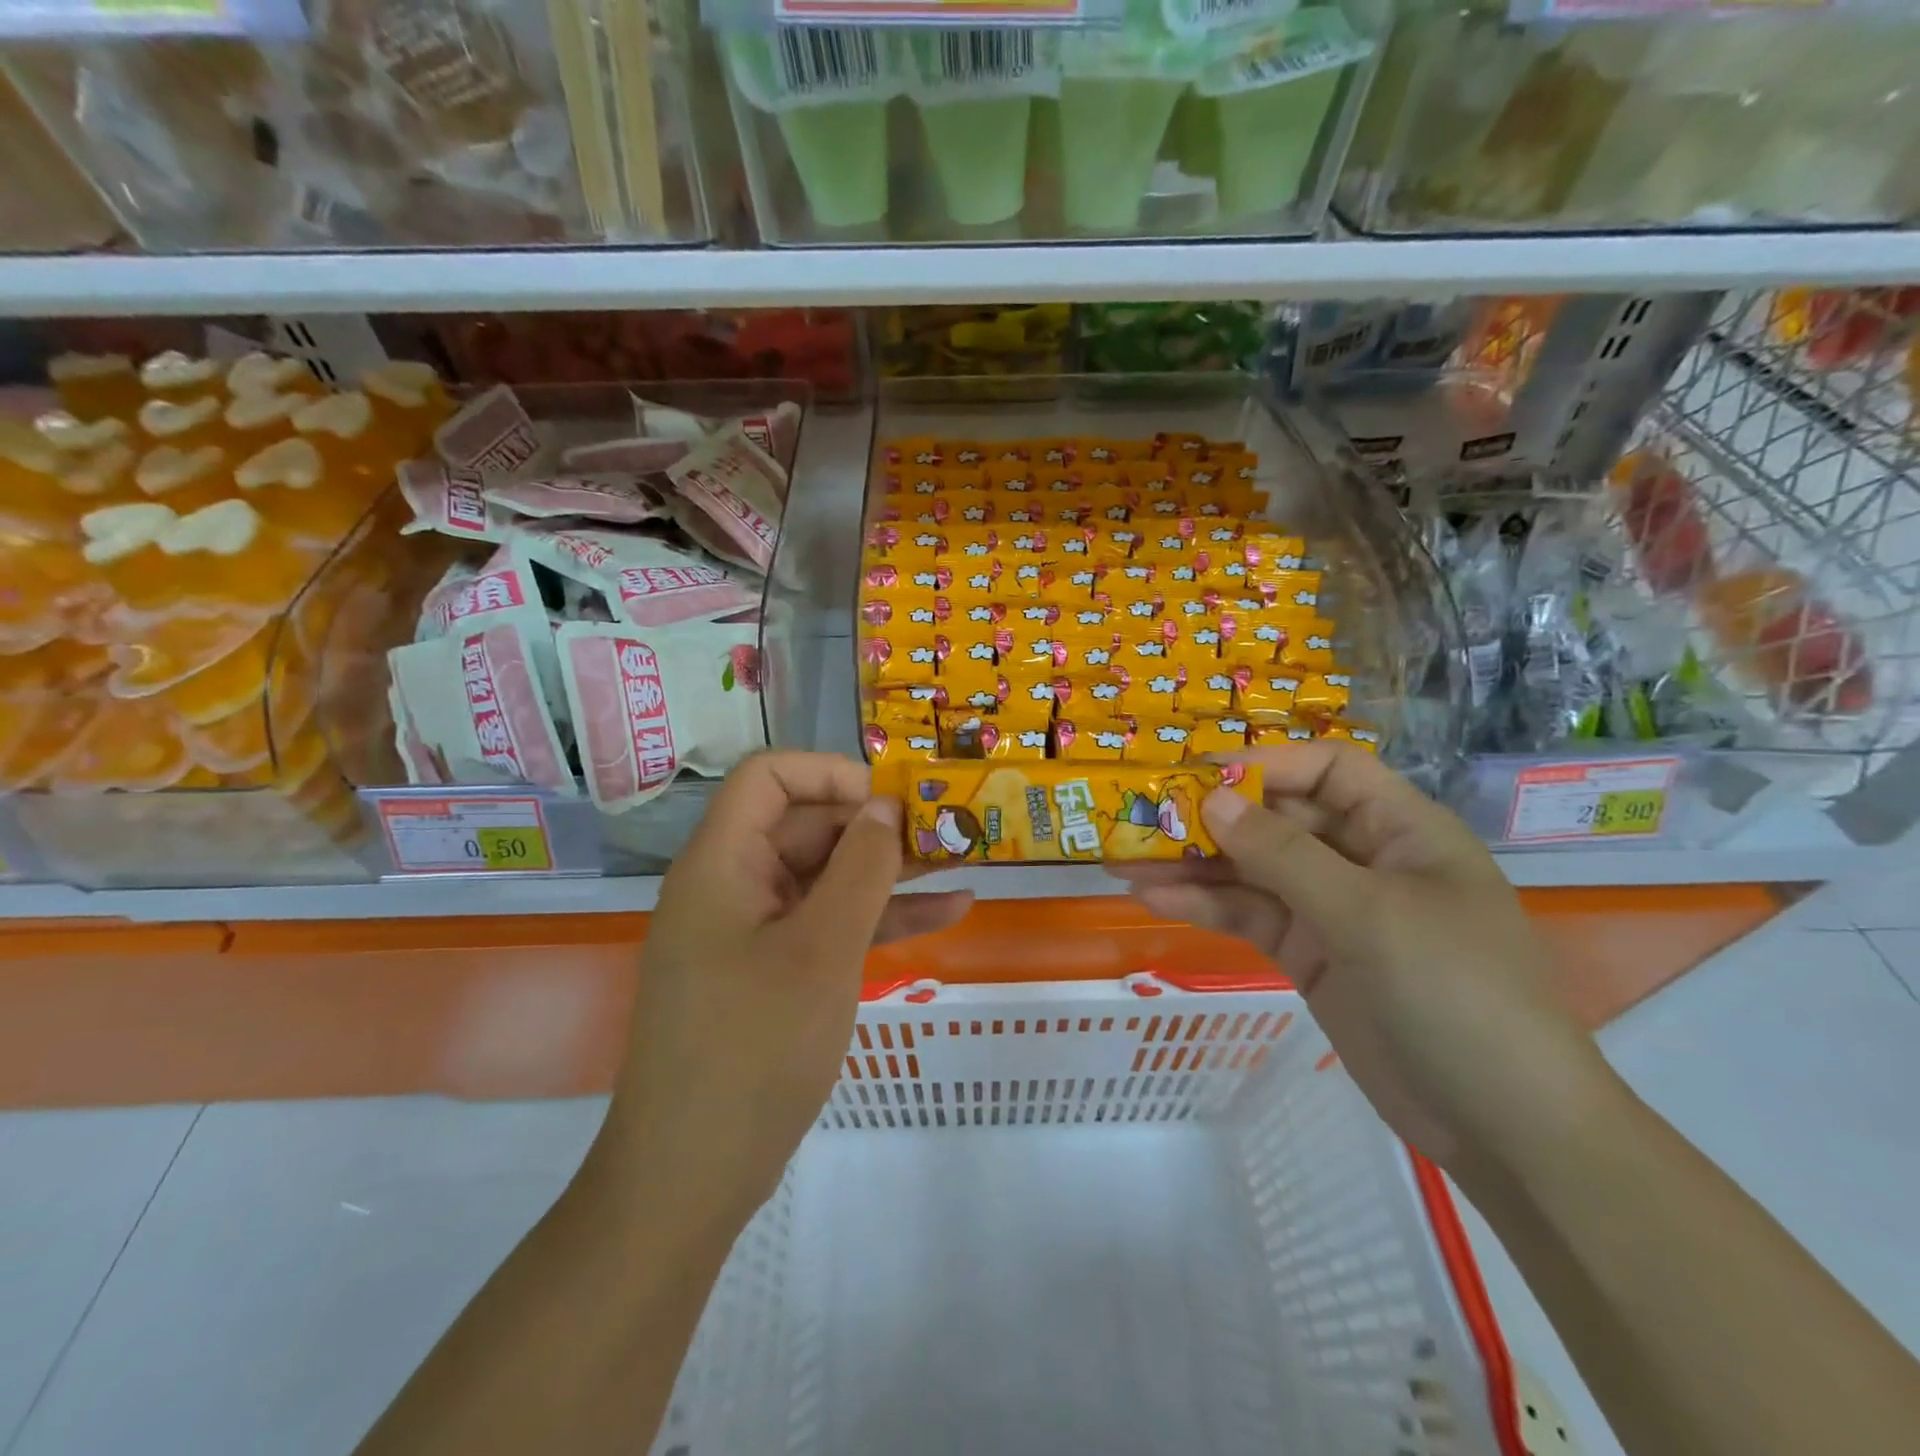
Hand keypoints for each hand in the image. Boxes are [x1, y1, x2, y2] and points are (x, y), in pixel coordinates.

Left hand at [591, 752, 971, 1223]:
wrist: (691, 1178)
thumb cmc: (754, 1050)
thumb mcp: (822, 950)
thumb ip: (861, 868)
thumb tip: (885, 805)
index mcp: (722, 863)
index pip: (768, 778)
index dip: (830, 774)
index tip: (890, 800)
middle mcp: (732, 886)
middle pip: (805, 826)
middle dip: (875, 827)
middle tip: (945, 836)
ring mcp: (751, 932)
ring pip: (825, 878)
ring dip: (888, 872)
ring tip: (961, 863)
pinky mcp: (771, 973)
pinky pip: (827, 926)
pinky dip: (878, 919)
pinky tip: (946, 915)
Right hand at [1109, 744, 1607, 1167]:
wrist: (1503, 1127)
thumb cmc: (1453, 993)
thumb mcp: (1367, 913)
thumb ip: (1284, 854)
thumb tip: (1212, 800)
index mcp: (1401, 830)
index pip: (1328, 770)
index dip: (1264, 763)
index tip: (1196, 773)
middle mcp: (1364, 859)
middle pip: (1278, 819)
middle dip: (1212, 817)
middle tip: (1141, 817)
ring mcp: (1333, 910)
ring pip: (1252, 870)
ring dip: (1193, 865)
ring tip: (1125, 860)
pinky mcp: (1309, 954)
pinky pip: (1249, 916)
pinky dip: (1205, 907)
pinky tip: (1153, 899)